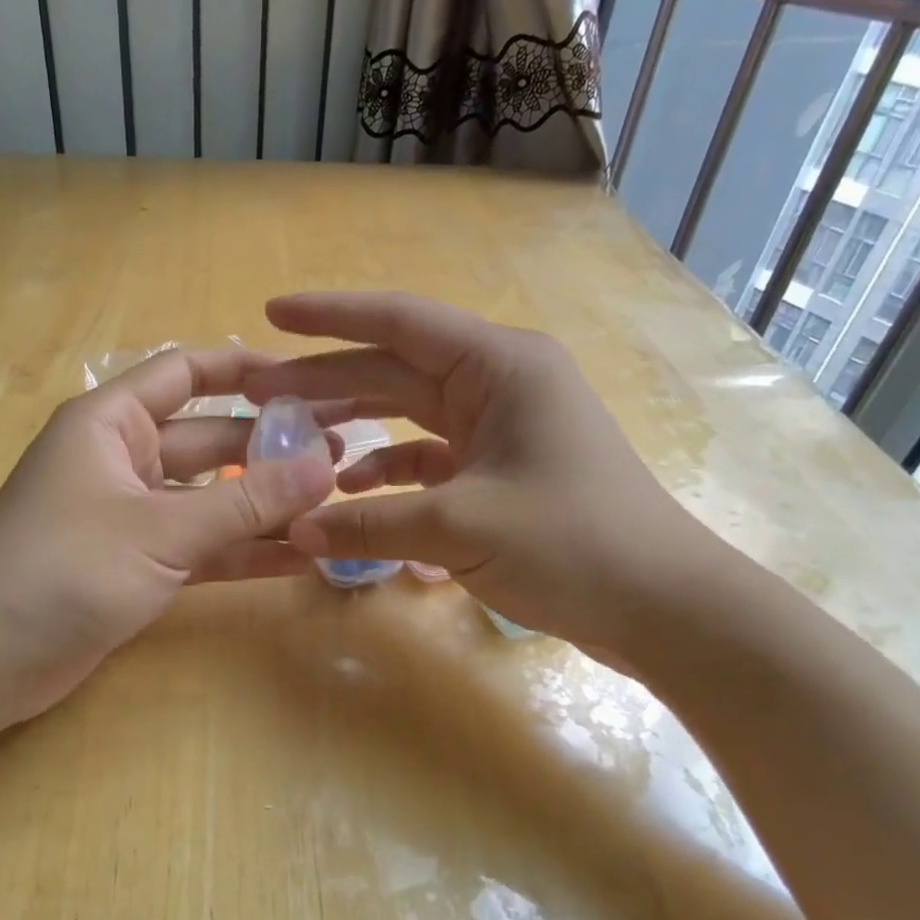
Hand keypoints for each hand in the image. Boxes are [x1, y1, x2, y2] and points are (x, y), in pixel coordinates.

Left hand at [0, 348, 339, 733]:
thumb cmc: (63, 568)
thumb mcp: (160, 529)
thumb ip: (244, 501)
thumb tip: (322, 468)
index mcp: (112, 423)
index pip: (186, 373)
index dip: (245, 371)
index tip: (308, 383)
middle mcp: (124, 459)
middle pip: (210, 440)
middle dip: (271, 448)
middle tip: (341, 458)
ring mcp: (132, 516)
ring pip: (211, 498)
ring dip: (264, 505)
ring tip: (332, 506)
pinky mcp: (138, 565)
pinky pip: (201, 547)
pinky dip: (242, 552)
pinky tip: (298, 559)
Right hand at [241, 292, 723, 668]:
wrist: (661, 605)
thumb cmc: (572, 544)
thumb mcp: (460, 528)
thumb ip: (371, 524)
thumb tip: (297, 531)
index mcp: (499, 366)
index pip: (399, 322)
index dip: (330, 316)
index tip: (272, 314)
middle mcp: (498, 383)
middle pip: (393, 368)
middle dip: (325, 377)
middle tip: (257, 388)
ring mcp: (499, 427)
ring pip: (407, 412)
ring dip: (352, 423)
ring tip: (292, 436)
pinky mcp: (498, 469)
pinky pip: (427, 457)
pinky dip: (387, 471)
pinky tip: (351, 491)